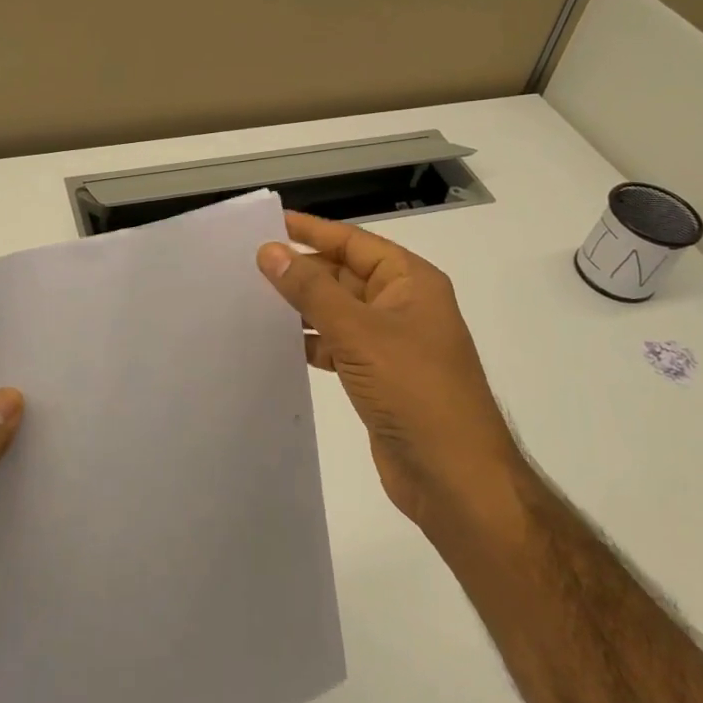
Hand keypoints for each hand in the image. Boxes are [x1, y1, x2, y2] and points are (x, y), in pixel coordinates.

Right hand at [258, 212, 523, 539]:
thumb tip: (270, 251)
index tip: (268, 223)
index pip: (354, 241)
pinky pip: (338, 345)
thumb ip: (311, 290)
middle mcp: (403, 305)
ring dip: (302, 306)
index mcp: (410, 282)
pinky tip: (278, 342)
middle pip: (344, 274)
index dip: (312, 230)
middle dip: (302, 270)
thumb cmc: (414, 391)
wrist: (454, 479)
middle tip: (248, 265)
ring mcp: (392, 343)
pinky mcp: (379, 377)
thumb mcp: (359, 333)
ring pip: (338, 311)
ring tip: (252, 299)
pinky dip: (311, 341)